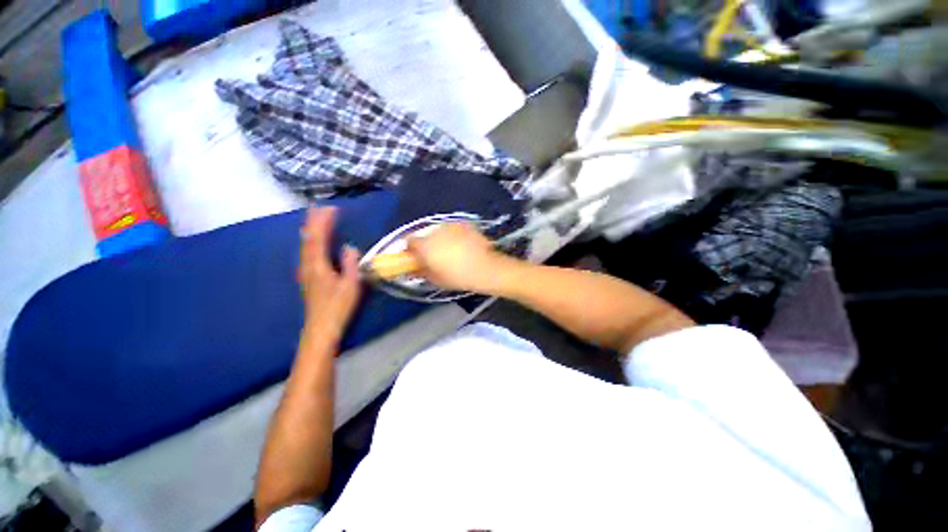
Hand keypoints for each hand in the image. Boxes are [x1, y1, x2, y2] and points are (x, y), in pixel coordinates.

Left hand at [299, 207, 361, 338]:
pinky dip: (310, 241)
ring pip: (305, 245)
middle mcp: (308, 265)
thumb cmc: (338, 307)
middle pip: (308, 239)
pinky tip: (312, 241)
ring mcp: (305, 271)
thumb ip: (350, 264)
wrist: (321, 327)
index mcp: (318, 265)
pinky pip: (306, 252)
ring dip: (310, 230)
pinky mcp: (307, 277)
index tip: (331, 208)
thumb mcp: (350, 285)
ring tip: (314, 219)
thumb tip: (349, 247)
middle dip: (313, 222)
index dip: (323, 222)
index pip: (319, 238)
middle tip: (319, 207)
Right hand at [406, 223, 511, 293]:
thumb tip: (413, 269)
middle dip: (427, 244)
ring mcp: (450, 226)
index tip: (416, 257)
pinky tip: (463, 245)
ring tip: (452, 250)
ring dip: (441, 239)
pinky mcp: (464, 224)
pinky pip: (453, 229)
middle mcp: (435, 232)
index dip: (411, 249)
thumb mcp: (436, 280)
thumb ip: (421, 272)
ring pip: (439, 231)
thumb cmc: (458, 277)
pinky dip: (454, 235)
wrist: (486, 268)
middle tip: (436, 256)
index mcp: (425, 246)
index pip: (409, 241)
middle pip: (425, 235)